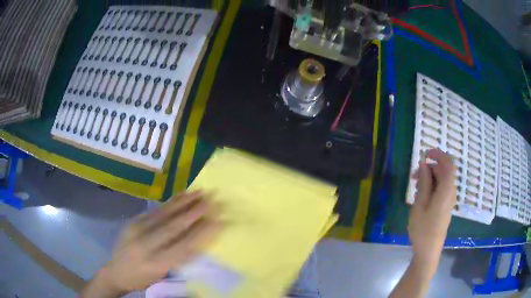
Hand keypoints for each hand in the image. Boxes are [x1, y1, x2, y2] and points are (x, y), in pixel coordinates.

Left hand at [83, 191, 220, 296]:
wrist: (116, 271)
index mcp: (156, 263)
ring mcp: (136, 230)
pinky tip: (181, 195)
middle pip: (173, 227)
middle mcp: (145, 245)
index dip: (202, 233)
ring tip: (200, 192)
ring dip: (184, 202)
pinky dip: (170, 202)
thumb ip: (179, 258)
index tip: (218, 221)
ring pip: (164, 214)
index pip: (183, 246)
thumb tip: (199, 240)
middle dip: (194, 213)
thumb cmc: (144, 278)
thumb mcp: (163, 274)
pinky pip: (155, 211)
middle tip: (212, 201)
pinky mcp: (133, 221)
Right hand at [409, 149, 456, 271]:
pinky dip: (432, 186)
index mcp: (447, 189)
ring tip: (415, 187)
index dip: (439, 154)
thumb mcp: (420, 204)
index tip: (425, 153)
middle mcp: (451, 191)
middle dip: (429, 168)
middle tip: (413, 175)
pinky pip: (441, 188)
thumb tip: (424, 163)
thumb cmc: (423, 228)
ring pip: (442, 179)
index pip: (448, 163)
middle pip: (444, 171)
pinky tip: (421, 195)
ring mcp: (449, 199)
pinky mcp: (446, 205)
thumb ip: (423, 182)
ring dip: (429, 177)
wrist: (429, 250)